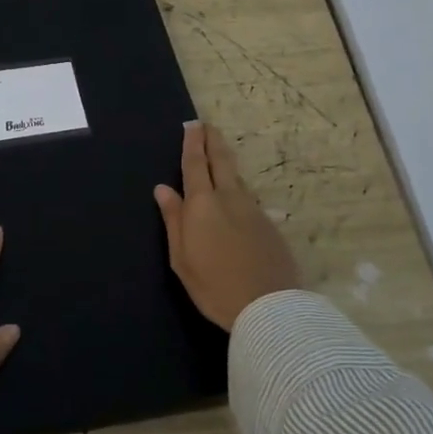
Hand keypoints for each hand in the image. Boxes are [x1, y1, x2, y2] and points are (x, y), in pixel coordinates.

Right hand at [154, 121, 301, 331]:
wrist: (269, 308)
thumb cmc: (214, 286)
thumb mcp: (181, 258)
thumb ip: (173, 220)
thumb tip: (163, 189)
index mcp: (202, 204)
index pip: (195, 164)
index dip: (192, 143)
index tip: (192, 125)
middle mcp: (229, 198)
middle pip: (221, 161)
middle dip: (213, 141)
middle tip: (208, 126)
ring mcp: (253, 210)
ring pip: (237, 178)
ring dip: (226, 163)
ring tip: (218, 157)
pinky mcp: (269, 225)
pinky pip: (249, 198)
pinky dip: (238, 189)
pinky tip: (236, 198)